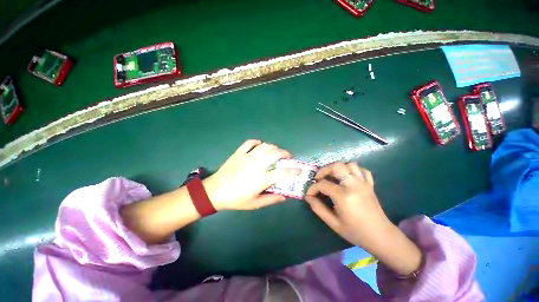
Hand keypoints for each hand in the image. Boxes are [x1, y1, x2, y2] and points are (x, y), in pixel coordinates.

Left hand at [204, 139, 300, 210]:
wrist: (215, 191)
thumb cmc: (236, 199)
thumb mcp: (255, 203)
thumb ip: (271, 199)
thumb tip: (284, 197)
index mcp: (262, 178)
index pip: (282, 173)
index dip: (293, 171)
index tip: (299, 170)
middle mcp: (257, 164)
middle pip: (275, 153)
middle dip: (285, 153)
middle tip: (287, 157)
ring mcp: (247, 157)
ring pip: (264, 146)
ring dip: (273, 147)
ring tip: (275, 151)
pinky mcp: (239, 153)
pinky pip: (249, 143)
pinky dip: (256, 142)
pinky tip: (259, 145)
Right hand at [305, 162, 422, 275]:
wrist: (381, 236)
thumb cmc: (355, 232)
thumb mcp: (333, 223)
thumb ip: (318, 208)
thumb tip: (308, 197)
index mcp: (344, 196)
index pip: (323, 184)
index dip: (313, 188)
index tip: (309, 194)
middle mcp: (354, 185)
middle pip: (336, 166)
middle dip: (323, 170)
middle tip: (318, 179)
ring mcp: (364, 183)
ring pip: (349, 164)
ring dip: (338, 168)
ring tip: (332, 177)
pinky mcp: (370, 184)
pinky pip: (362, 170)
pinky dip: (352, 170)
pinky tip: (347, 177)